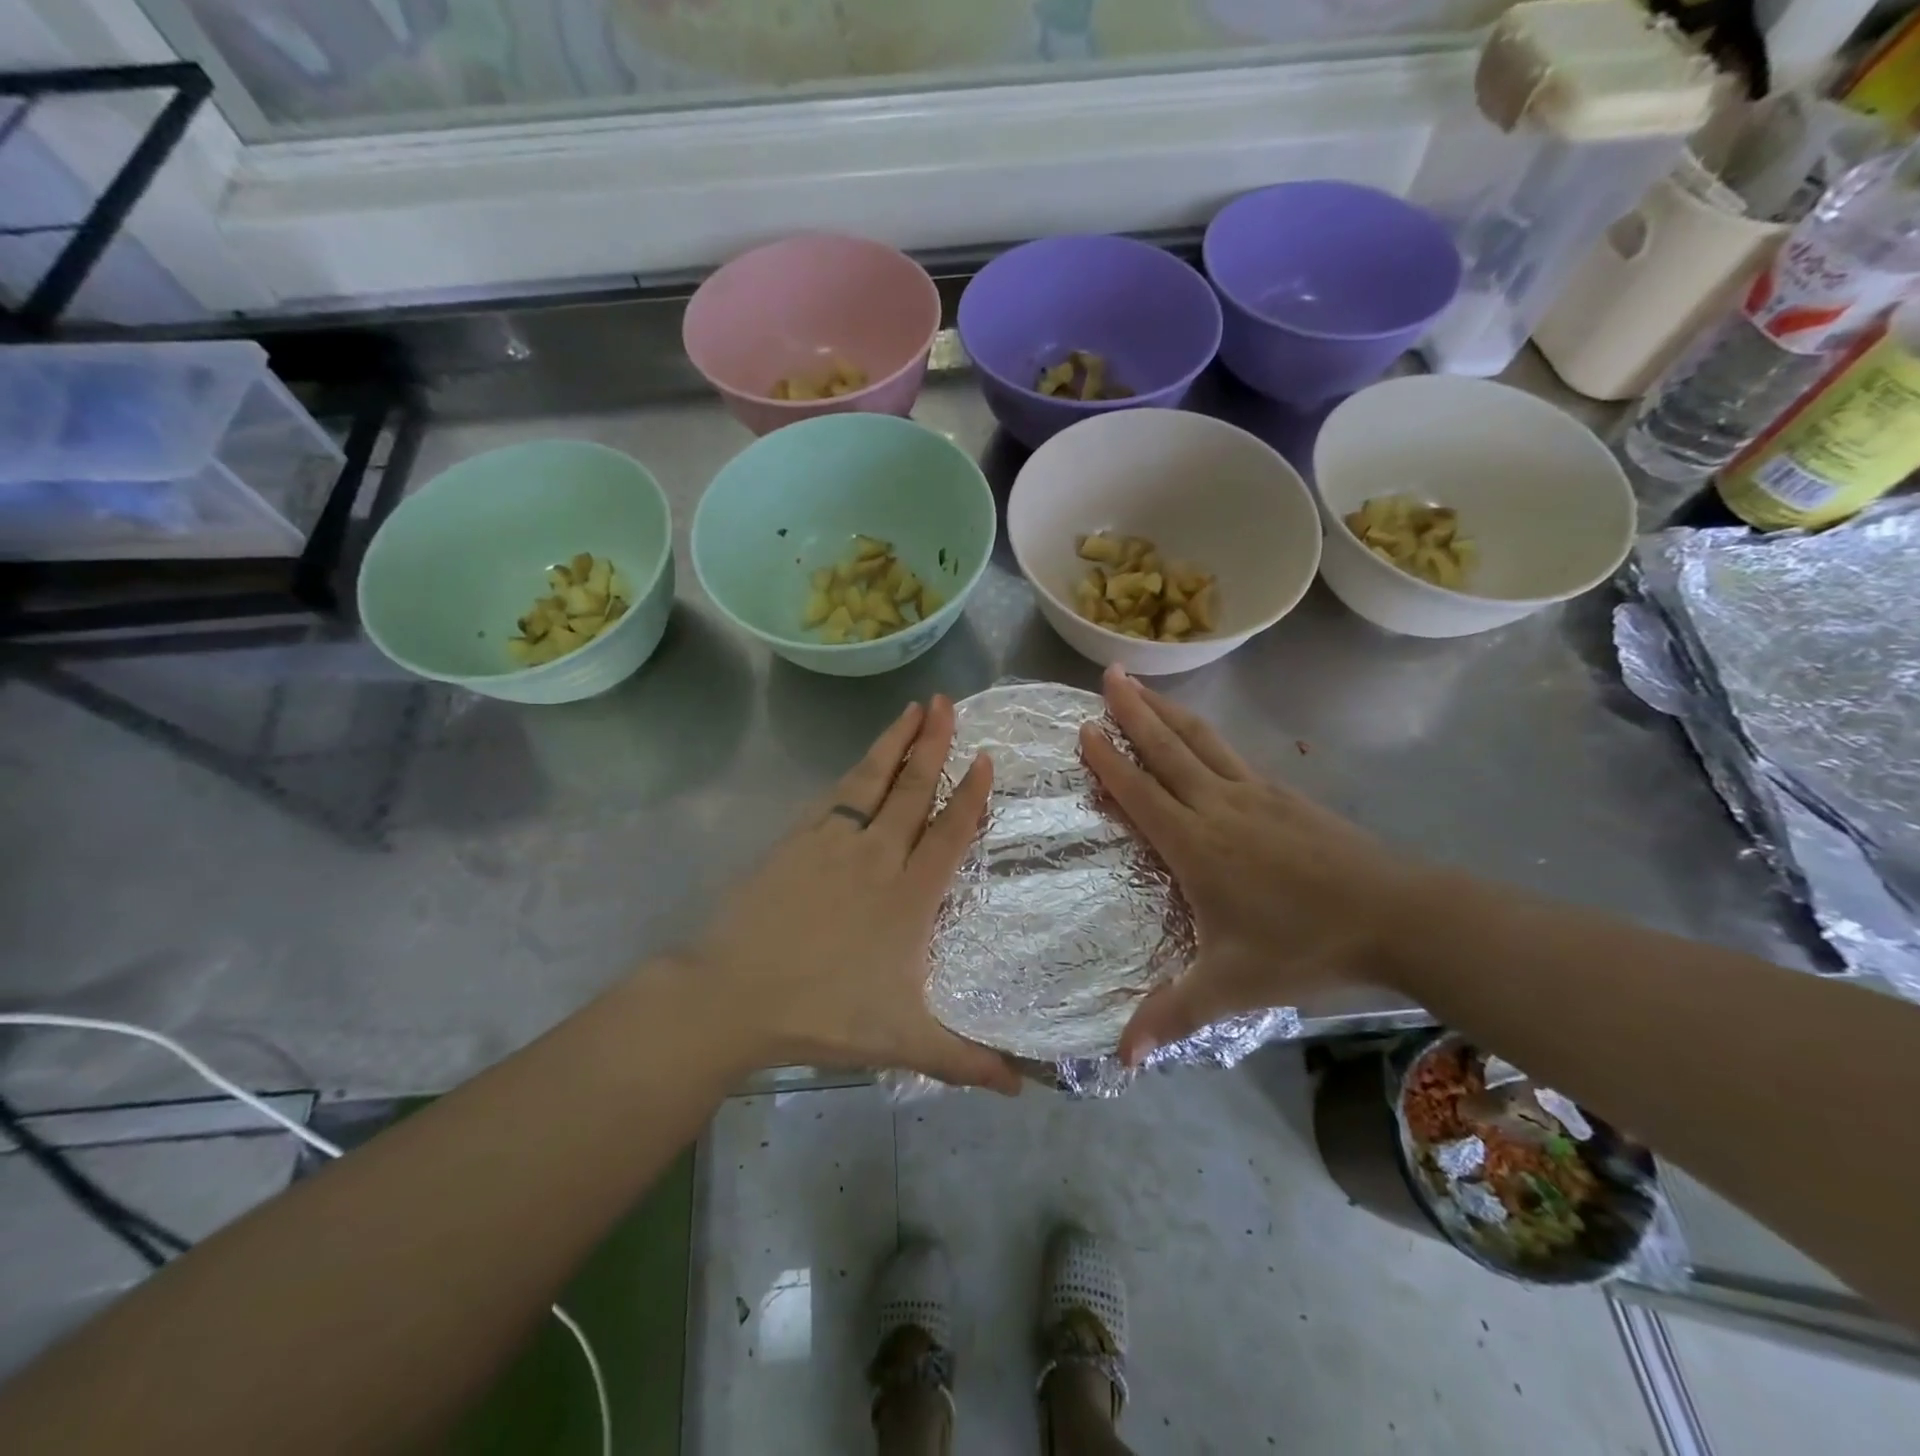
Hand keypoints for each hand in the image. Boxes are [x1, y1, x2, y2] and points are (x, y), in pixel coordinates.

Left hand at [690, 697, 1020, 1093]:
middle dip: (934, 744)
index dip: (970, 794)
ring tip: (913, 708)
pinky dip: (854, 772)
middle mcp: (878, 856)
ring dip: (896, 742)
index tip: (983, 757)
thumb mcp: (903, 1041)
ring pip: (873, 780)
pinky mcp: (797, 841)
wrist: (735, 995)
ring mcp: (834, 842)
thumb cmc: (825, 1014)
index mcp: (910, 895)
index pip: (950, 832)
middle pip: (913, 789)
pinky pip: (834, 796)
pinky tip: (860, 760)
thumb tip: (1021, 1088)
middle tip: (949, 703)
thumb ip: (964, 1060)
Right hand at [1079, 667, 1417, 1064]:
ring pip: (1202, 743)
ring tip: (1144, 685)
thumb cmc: (1305, 946)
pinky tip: (1205, 737)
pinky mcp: (1287, 795)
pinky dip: (1207, 736)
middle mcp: (1219, 807)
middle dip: (1133, 712)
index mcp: (1196, 845)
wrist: (1399, 916)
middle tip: (1108, 674)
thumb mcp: (1232, 987)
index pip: (1140, 793)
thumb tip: (1120, 1058)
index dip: (1108, 760)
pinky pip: (1233, 756)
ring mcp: (1256, 795)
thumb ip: (1173, 1014)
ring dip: (1168, 712)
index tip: (1083, 728)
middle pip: (1167, 750)